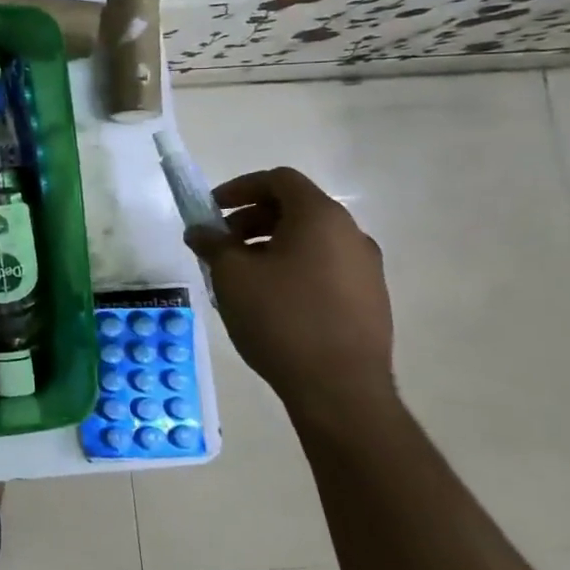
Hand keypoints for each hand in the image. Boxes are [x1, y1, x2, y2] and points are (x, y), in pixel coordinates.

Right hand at [185, 167, 395, 428]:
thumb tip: (200, 230)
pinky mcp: (370, 300)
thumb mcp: (231, 274)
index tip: (212, 209)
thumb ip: (212, 243)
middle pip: (295, 208)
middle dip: (251, 219)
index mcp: (320, 218)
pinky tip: (270, 300)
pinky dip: (292, 268)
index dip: (240, 187)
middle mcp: (351, 234)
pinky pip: (324, 267)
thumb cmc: (280, 317)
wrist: (340, 389)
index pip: (279, 180)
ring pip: (310, 240)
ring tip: (241, 276)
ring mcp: (366, 269)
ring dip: (270, 245)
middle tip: (221, 244)